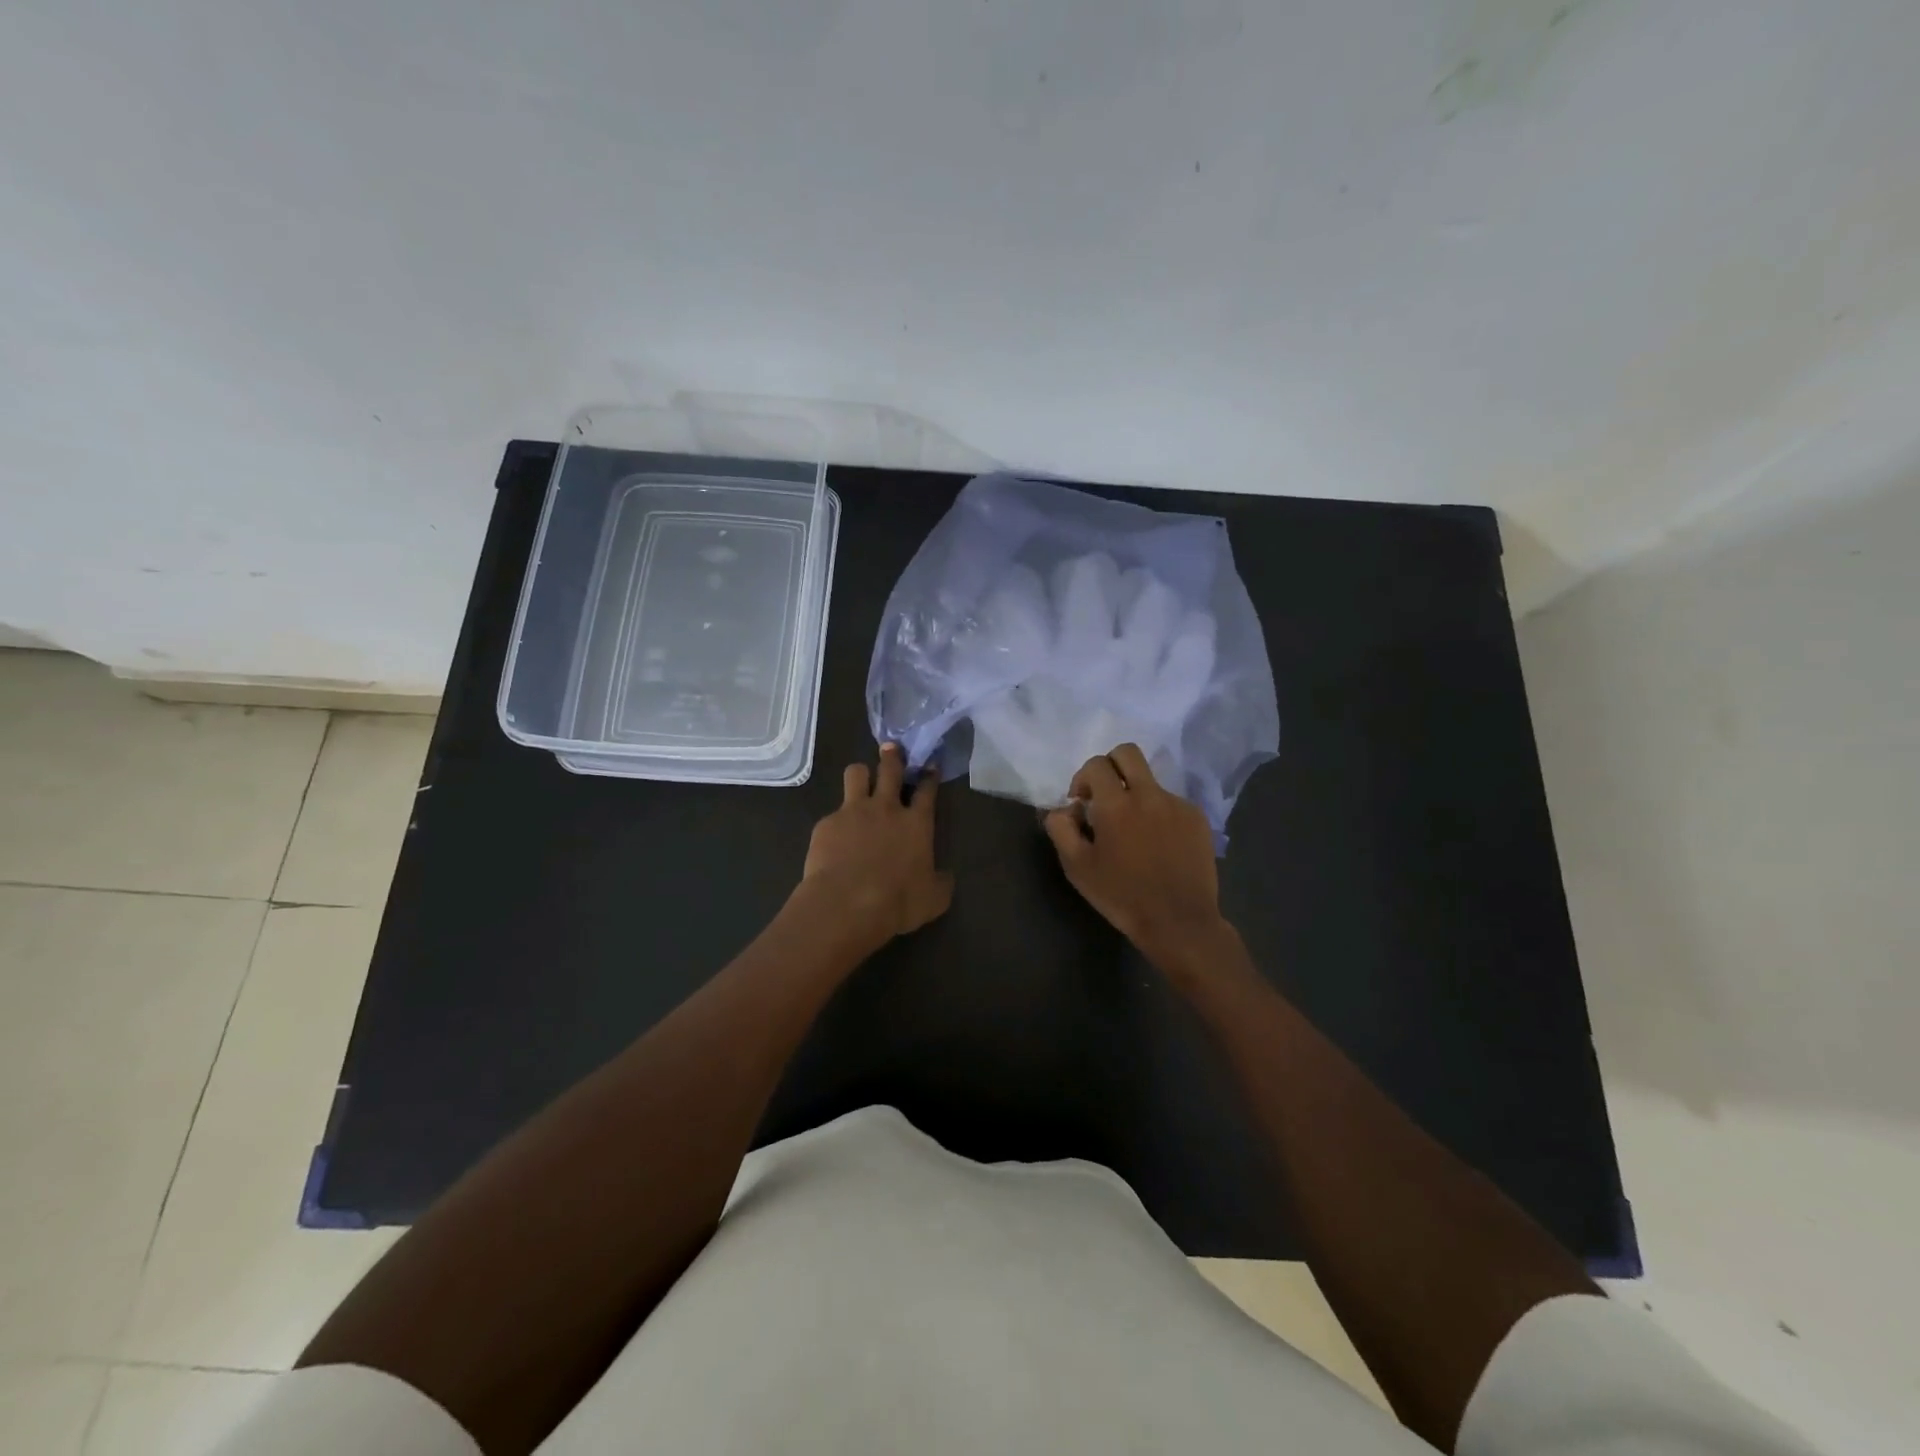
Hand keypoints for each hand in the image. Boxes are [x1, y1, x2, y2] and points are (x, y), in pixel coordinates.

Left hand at [799, 743, 952, 947]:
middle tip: (892, 750)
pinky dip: (837, 820)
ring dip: (861, 774)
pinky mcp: (827, 823)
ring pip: (856, 773)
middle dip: (893, 756)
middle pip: (890, 769)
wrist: (847, 904)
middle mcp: (886, 808)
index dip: (929, 776)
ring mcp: (853, 811)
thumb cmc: (897, 902)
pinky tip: (834, 836)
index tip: (930, 766)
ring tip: (860, 780)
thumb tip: (944, 876)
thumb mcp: (934, 899)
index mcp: (917, 823)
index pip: (927, 790)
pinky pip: (833, 812)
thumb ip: (941, 882)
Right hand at [1043, 744, 1234, 982]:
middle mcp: (1148, 794)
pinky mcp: (1197, 818)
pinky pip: (1170, 802)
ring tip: (1133, 831)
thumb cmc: (1122, 896)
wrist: (1179, 921)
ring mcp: (1177, 804)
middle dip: (1110, 766)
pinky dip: (1157, 813)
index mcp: (1116, 804)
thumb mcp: (1077, 867)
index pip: (1096, 764)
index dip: (1082, 778)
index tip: (1081, 803)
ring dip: (1135, 793)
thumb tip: (1064, 808)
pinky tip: (1157, 844)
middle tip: (1105, 796)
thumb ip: (1061, 828)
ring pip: (1150, 780)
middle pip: (1127, 753)